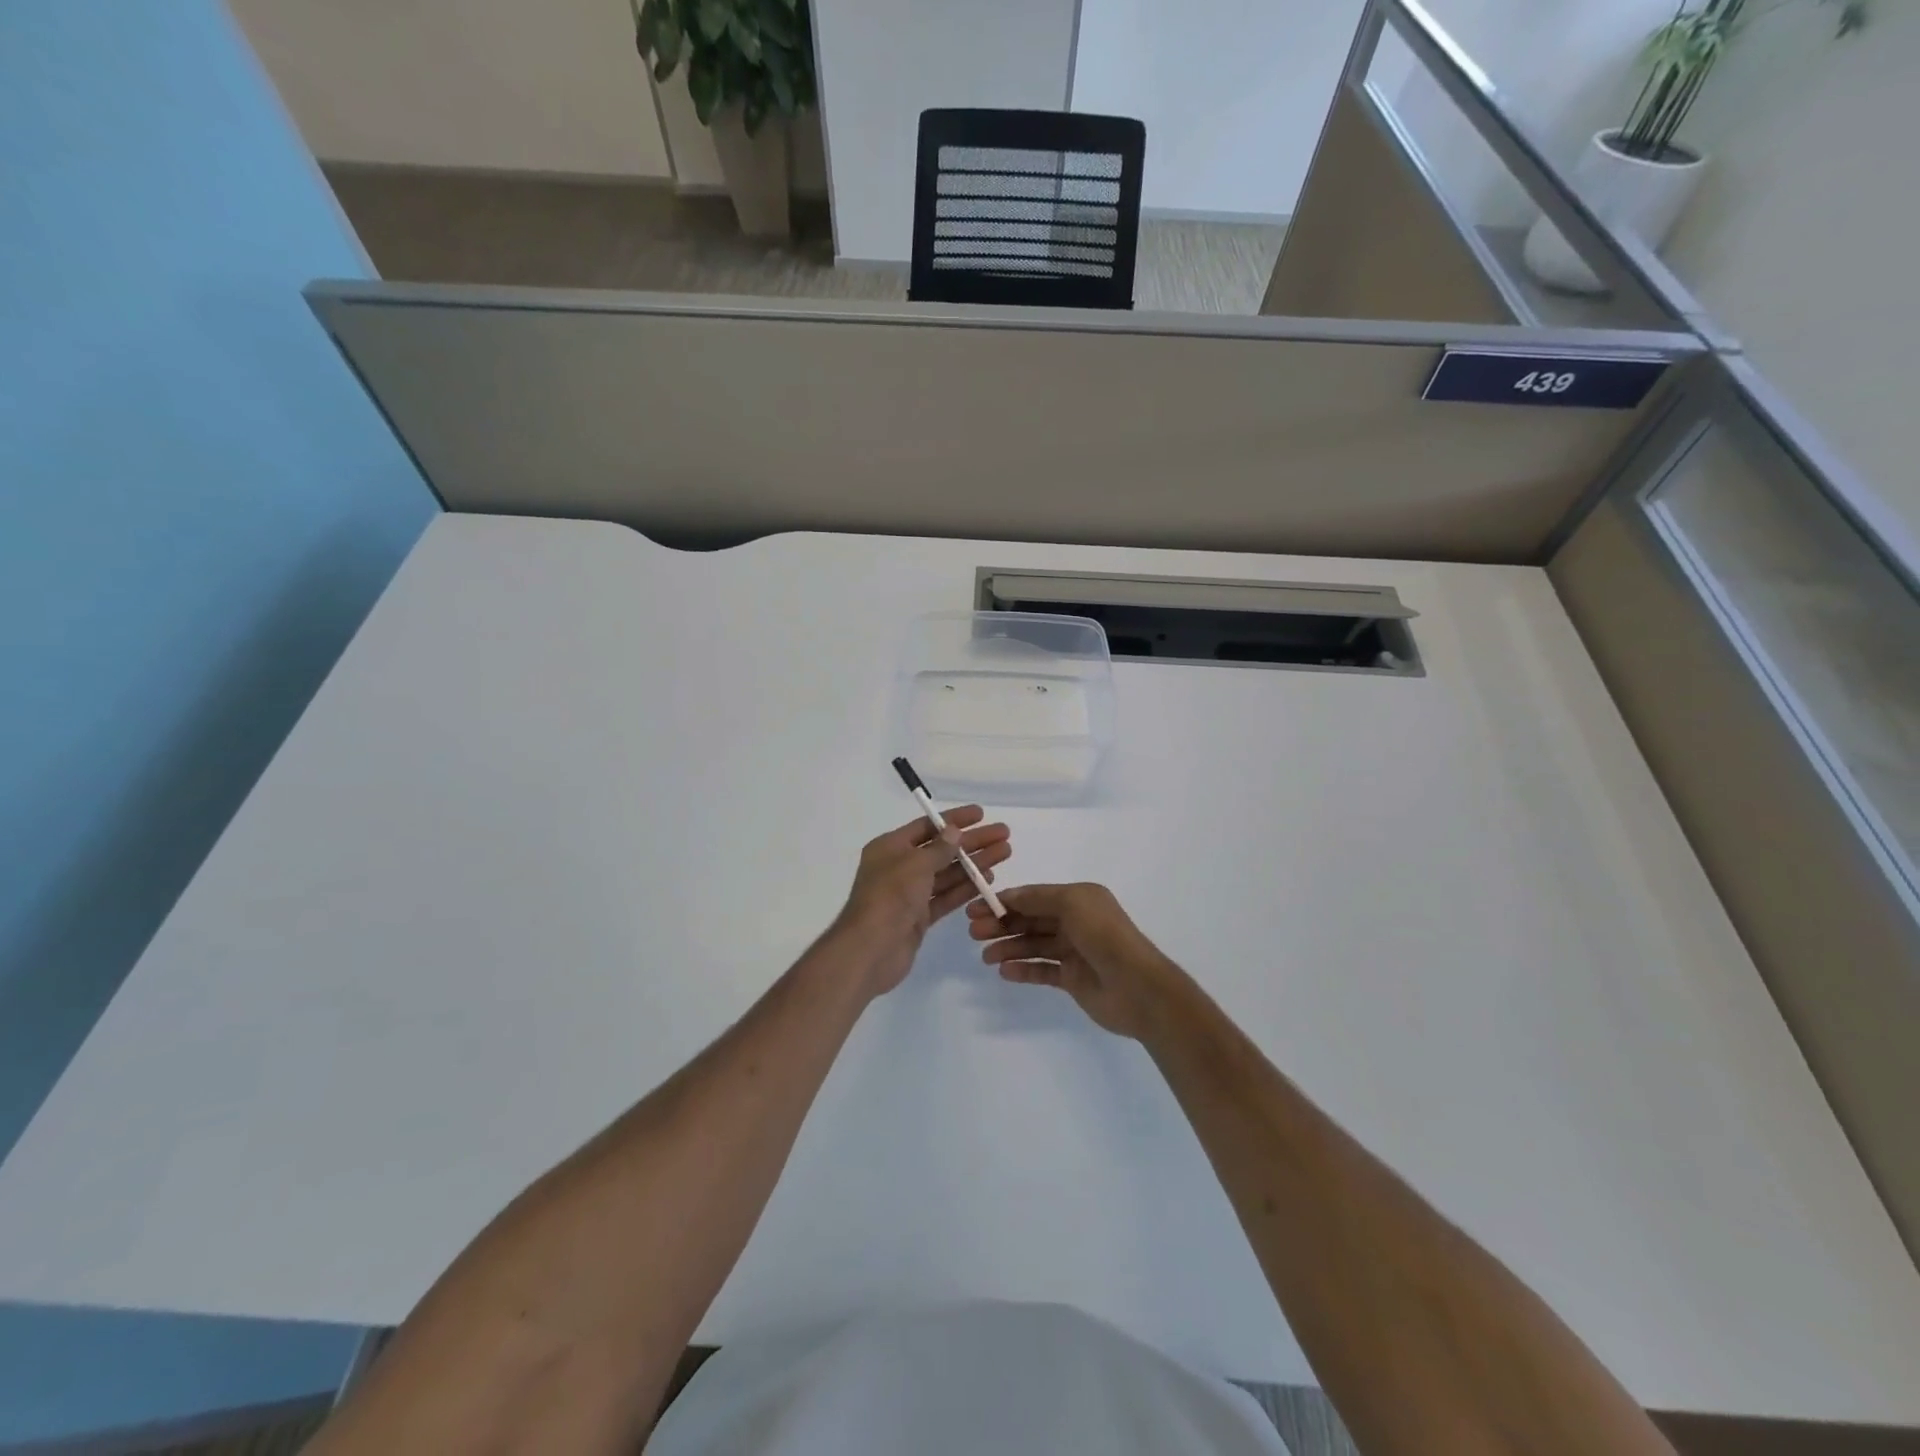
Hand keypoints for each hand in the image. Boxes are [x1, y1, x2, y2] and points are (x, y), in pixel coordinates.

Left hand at [832, 807, 1011, 999]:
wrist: (870, 950)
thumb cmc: (889, 897)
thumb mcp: (915, 864)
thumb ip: (939, 848)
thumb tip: (954, 831)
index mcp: (890, 847)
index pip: (927, 826)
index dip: (954, 819)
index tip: (981, 814)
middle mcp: (900, 867)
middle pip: (942, 849)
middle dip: (972, 842)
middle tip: (1003, 834)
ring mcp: (910, 894)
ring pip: (948, 873)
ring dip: (975, 864)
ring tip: (1004, 853)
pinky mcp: (920, 917)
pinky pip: (946, 897)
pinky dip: (966, 888)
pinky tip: (989, 880)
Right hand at [967, 883, 1182, 1039]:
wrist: (1138, 987)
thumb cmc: (1105, 936)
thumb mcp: (1072, 904)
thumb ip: (1038, 898)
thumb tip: (1009, 896)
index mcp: (1078, 899)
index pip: (1034, 897)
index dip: (1005, 901)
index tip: (975, 908)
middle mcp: (1076, 922)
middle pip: (1031, 920)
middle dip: (1002, 924)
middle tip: (974, 933)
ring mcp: (1074, 951)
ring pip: (1034, 945)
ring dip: (1008, 948)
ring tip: (986, 957)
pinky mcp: (1072, 979)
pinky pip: (1042, 970)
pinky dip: (1023, 969)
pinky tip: (1004, 971)